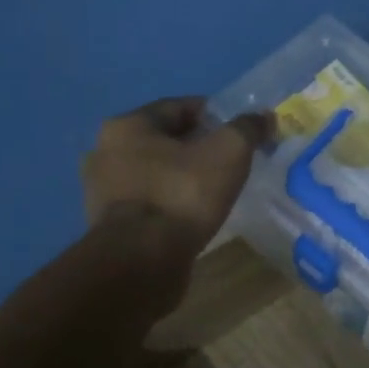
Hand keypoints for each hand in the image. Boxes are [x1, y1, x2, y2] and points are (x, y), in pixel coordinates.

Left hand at [81, 97, 272, 254]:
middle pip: (165, 140)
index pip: (179, 107)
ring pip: (155, 172)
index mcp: (127, 125)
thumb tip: (265, 117)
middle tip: (230, 161)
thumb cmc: (182, 194)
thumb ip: (247, 129)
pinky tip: (193, 214)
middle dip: (198, 147)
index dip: (215, 115)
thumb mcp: (228, 152)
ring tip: (214, 190)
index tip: (240, 132)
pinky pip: (149, 201)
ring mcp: (103, 190)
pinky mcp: (109, 223)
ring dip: (182, 176)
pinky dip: (170, 201)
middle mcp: (106, 151)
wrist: (142, 260)